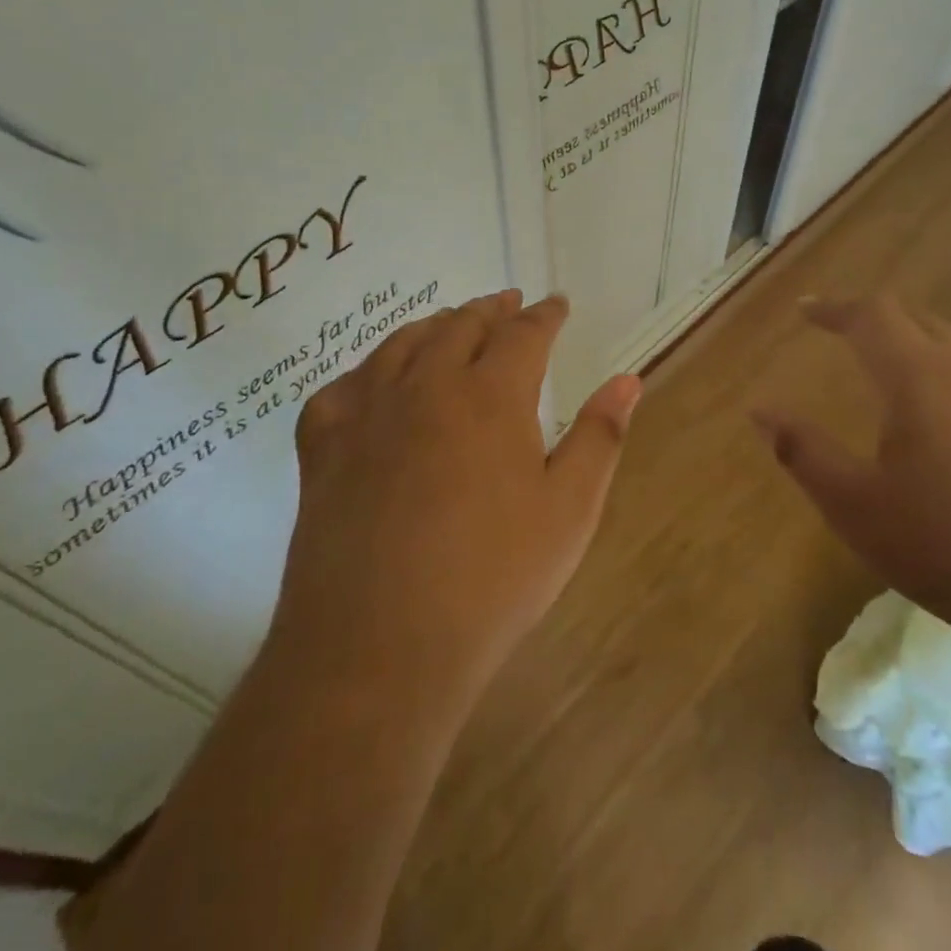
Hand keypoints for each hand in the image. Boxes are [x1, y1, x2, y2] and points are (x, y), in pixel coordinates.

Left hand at [271, 289, 641, 701]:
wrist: (380, 647)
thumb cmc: (492, 579)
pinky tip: (375, 383)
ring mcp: (367, 413)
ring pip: (402, 345)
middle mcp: (426, 386)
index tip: (557, 304)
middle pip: (461, 326)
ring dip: (434, 326)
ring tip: (451, 325)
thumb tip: (628, 379)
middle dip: (491, 309)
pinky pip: (343, 388)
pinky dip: (368, 372)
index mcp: (490, 396)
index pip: (524, 334)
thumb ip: (600, 436)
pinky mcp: (323, 448)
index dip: (545, 315)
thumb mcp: (569, 511)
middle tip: (509, 303)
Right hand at [752, 296, 950, 660]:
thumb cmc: (949, 549)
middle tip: (849, 337)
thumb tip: (759, 408)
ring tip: (906, 375)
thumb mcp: (855, 506)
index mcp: (921, 376)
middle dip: (879, 320)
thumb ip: (802, 450)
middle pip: (921, 319)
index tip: (807, 311)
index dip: (835, 308)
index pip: (872, 314)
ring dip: (927, 346)